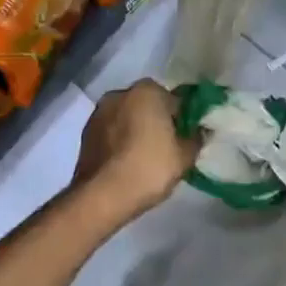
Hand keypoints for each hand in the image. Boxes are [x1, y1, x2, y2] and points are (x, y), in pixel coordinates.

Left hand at [71, 80, 199, 227]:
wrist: (102, 195)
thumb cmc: (149, 168)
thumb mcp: (184, 156)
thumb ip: (196, 138)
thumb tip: (200, 130)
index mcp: (147, 90)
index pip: (175, 100)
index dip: (184, 119)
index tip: (186, 138)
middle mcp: (120, 93)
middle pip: (148, 105)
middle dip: (158, 121)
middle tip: (168, 148)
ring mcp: (99, 112)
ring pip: (128, 117)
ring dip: (136, 130)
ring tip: (145, 157)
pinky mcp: (86, 132)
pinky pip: (112, 132)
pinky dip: (120, 141)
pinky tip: (126, 162)